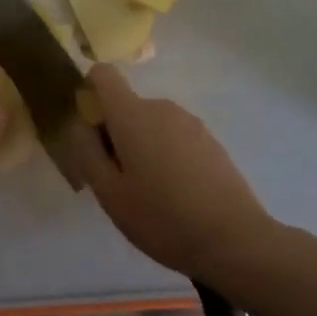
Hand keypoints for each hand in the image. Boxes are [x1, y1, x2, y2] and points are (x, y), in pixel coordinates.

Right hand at [71, 64, 273, 278]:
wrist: (235, 240)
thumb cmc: (161, 217)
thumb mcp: (109, 193)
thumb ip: (87, 151)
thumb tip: (81, 123)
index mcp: (132, 114)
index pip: (103, 75)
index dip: (90, 92)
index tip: (91, 130)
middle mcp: (162, 108)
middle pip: (127, 106)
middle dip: (115, 134)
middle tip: (118, 181)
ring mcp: (191, 123)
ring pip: (151, 125)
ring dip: (142, 147)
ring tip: (149, 194)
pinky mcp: (211, 142)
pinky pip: (175, 138)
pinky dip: (166, 156)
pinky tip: (177, 196)